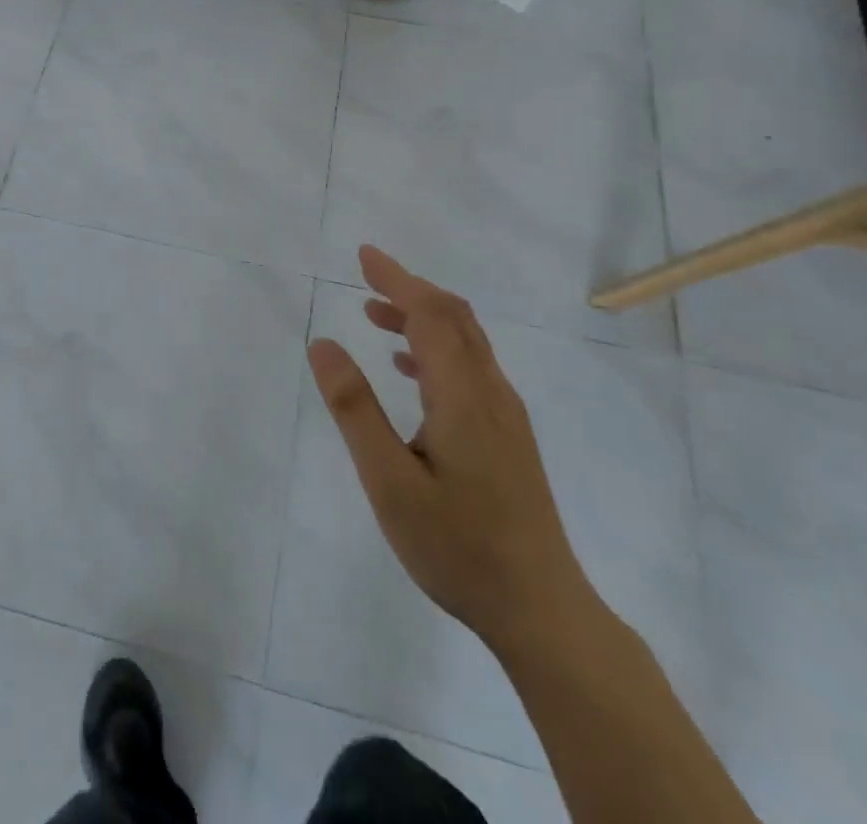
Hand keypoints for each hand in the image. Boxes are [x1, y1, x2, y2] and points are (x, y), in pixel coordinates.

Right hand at [308, 246, 590, 649]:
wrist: (543, 611)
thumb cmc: (458, 547)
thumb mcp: (389, 481)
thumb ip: (355, 409)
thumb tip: (324, 344)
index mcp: (463, 395)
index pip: (430, 313)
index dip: (397, 278)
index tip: (364, 255)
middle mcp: (491, 393)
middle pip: (454, 317)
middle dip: (410, 289)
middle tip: (366, 277)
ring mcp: (506, 415)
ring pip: (465, 342)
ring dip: (422, 317)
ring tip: (375, 316)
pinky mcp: (509, 437)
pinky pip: (471, 368)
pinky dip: (436, 348)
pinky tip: (409, 370)